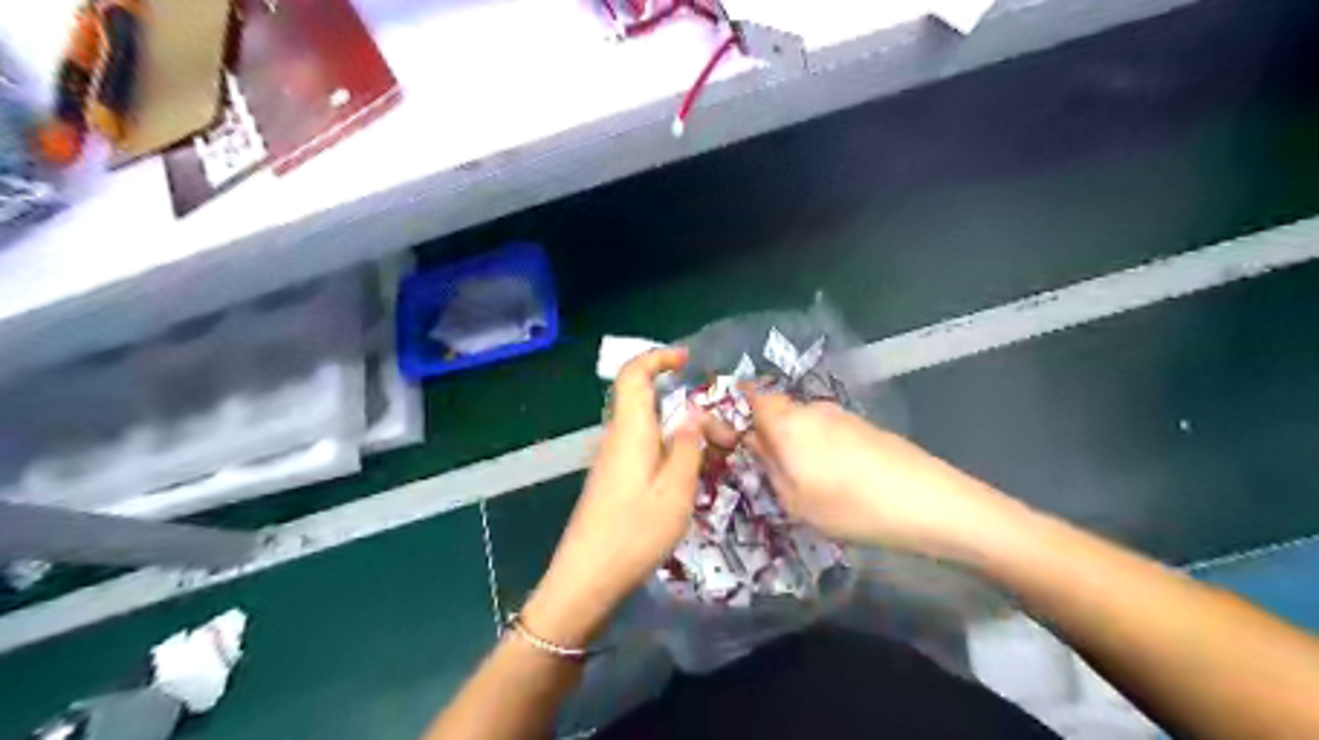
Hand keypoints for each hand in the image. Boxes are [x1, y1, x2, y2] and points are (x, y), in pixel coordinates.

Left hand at [526, 351, 716, 645]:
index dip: (657, 357)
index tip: (687, 359)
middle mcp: (616, 437)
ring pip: (645, 425)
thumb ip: (687, 446)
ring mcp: (611, 459)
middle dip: (680, 399)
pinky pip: (642, 446)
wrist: (586, 578)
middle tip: (717, 425)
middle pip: (642, 399)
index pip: (633, 374)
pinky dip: (667, 446)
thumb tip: (694, 412)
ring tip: (711, 450)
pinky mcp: (612, 479)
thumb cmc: (633, 532)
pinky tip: (687, 473)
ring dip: (677, 427)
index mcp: (630, 431)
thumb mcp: (675, 491)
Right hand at [746, 392, 1024, 560]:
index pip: (752, 396)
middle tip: (767, 468)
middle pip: (778, 410)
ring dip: (795, 442)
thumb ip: (769, 469)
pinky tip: (835, 478)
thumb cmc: (851, 506)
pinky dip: (820, 447)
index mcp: (788, 422)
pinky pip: (827, 430)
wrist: (930, 503)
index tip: (730, 432)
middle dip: (767, 432)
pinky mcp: (866, 427)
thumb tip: (757, 446)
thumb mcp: (796, 501)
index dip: (738, 407)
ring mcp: (843, 415)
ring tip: (803, 480)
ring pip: (804, 422)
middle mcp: (813, 409)